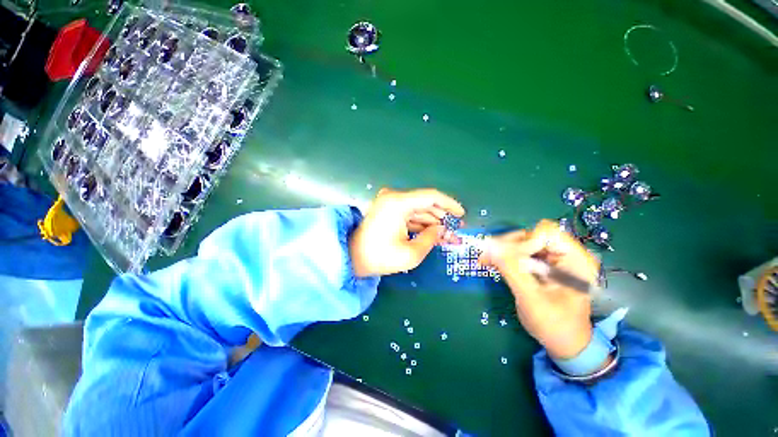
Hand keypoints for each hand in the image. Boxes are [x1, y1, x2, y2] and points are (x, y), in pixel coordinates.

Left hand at [350, 188, 464, 276]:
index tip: (462, 215)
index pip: (431, 196)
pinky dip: (421, 223)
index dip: (449, 204)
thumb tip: (442, 229)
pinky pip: (410, 213)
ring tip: (447, 235)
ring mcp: (390, 202)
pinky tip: (432, 233)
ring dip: (433, 221)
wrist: (352, 257)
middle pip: (425, 203)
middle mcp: (393, 197)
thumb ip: (431, 238)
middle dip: (442, 217)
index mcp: (398, 203)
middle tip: (456, 230)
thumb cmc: (380, 257)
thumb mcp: (411, 254)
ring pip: (418, 209)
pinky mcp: (388, 209)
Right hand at [479, 220, 600, 359]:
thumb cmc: (555, 325)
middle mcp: (566, 254)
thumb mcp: (532, 299)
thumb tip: (489, 246)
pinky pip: (520, 251)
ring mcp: (553, 258)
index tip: (508, 259)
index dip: (524, 242)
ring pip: (523, 241)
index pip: (546, 233)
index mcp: (575, 260)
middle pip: (531, 234)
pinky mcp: (542, 264)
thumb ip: (511, 270)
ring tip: (486, 260)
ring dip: (502, 250)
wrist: (565, 342)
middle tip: (487, 257)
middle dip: (507, 245)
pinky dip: (504, 256)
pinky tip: (492, 262)